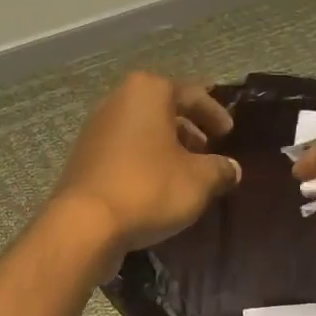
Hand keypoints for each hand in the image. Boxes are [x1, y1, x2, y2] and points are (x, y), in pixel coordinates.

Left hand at [51, 72, 241, 261]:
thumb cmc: (149, 189)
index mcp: (148, 91)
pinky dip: (144, 161)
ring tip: (185, 171)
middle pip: (162, 109)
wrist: (86, 224)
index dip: (215, 113)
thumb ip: (221, 169)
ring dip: (166, 147)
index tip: (229, 132)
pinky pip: (124, 151)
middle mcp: (118, 100)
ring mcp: (96, 129)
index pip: (192, 94)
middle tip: (207, 150)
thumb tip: (232, 169)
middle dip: (188, 128)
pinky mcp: (84, 158)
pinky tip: (157, 186)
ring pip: (142, 131)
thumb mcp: (199, 180)